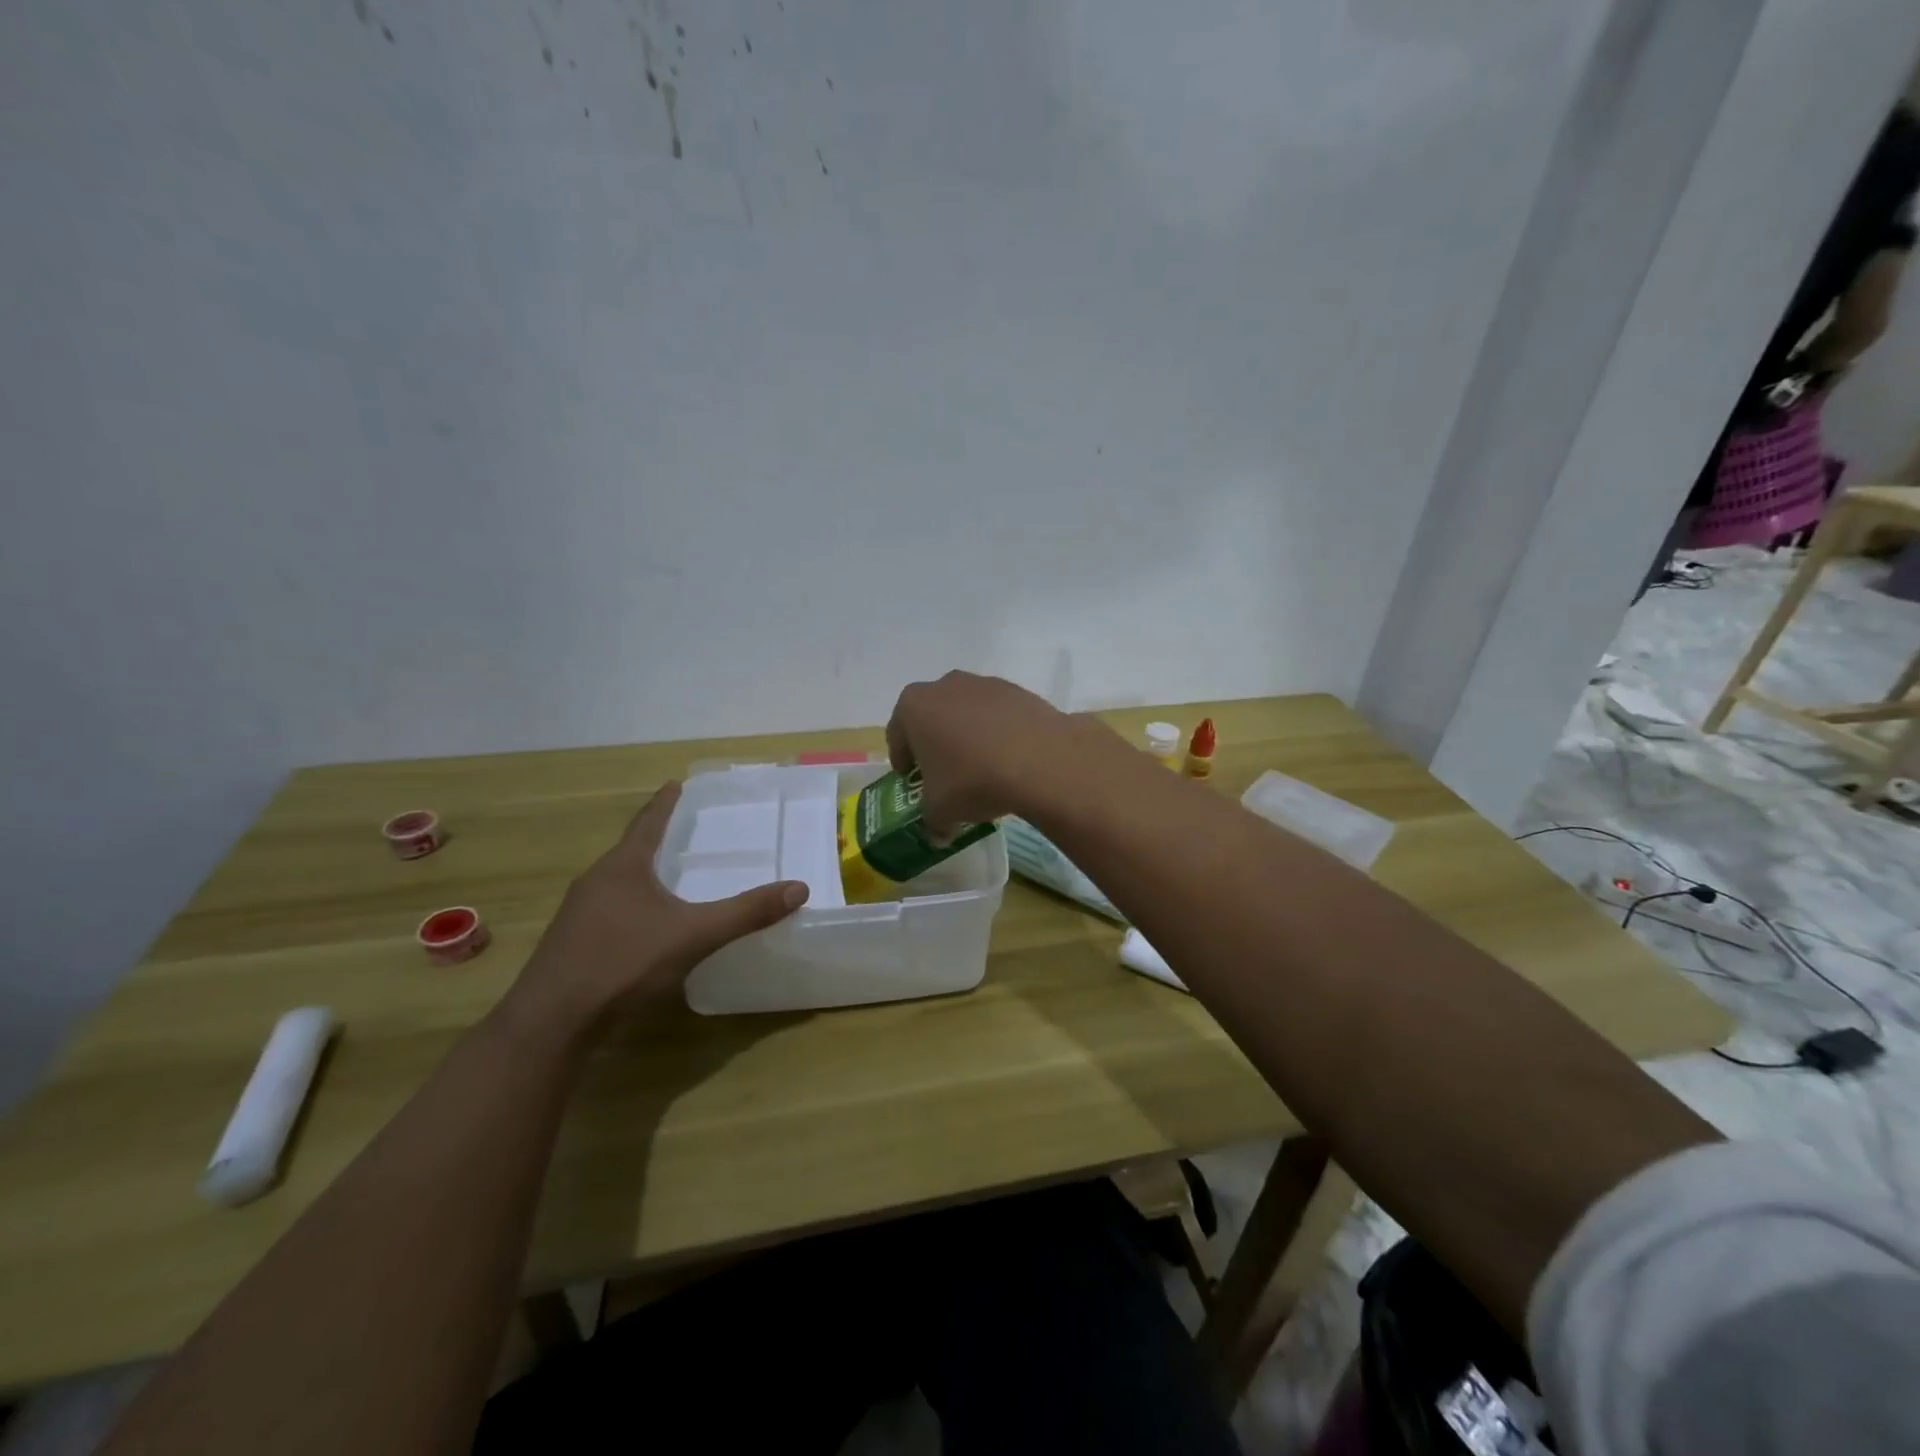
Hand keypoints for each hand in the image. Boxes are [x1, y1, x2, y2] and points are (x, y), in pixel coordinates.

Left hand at [501, 782, 808, 1036]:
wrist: (551, 1022)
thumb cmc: (622, 963)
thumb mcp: (693, 935)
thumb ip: (745, 913)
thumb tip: (798, 888)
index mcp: (622, 867)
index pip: (647, 823)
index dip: (664, 803)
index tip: (675, 783)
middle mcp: (596, 882)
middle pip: (630, 850)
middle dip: (656, 838)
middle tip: (684, 829)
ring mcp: (579, 914)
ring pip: (618, 882)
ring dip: (643, 873)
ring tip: (670, 874)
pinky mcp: (573, 944)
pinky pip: (610, 910)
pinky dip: (634, 904)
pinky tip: (648, 925)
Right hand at [884, 670, 1090, 834]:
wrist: (1041, 760)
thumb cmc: (973, 780)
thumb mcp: (941, 811)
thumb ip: (932, 821)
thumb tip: (938, 835)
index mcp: (914, 706)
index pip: (897, 735)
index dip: (903, 761)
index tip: (912, 779)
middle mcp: (945, 686)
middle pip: (932, 717)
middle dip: (935, 743)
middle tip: (944, 774)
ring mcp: (984, 684)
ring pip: (966, 713)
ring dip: (968, 736)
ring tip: (981, 768)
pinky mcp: (1018, 691)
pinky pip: (998, 715)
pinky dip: (998, 733)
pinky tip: (1009, 759)